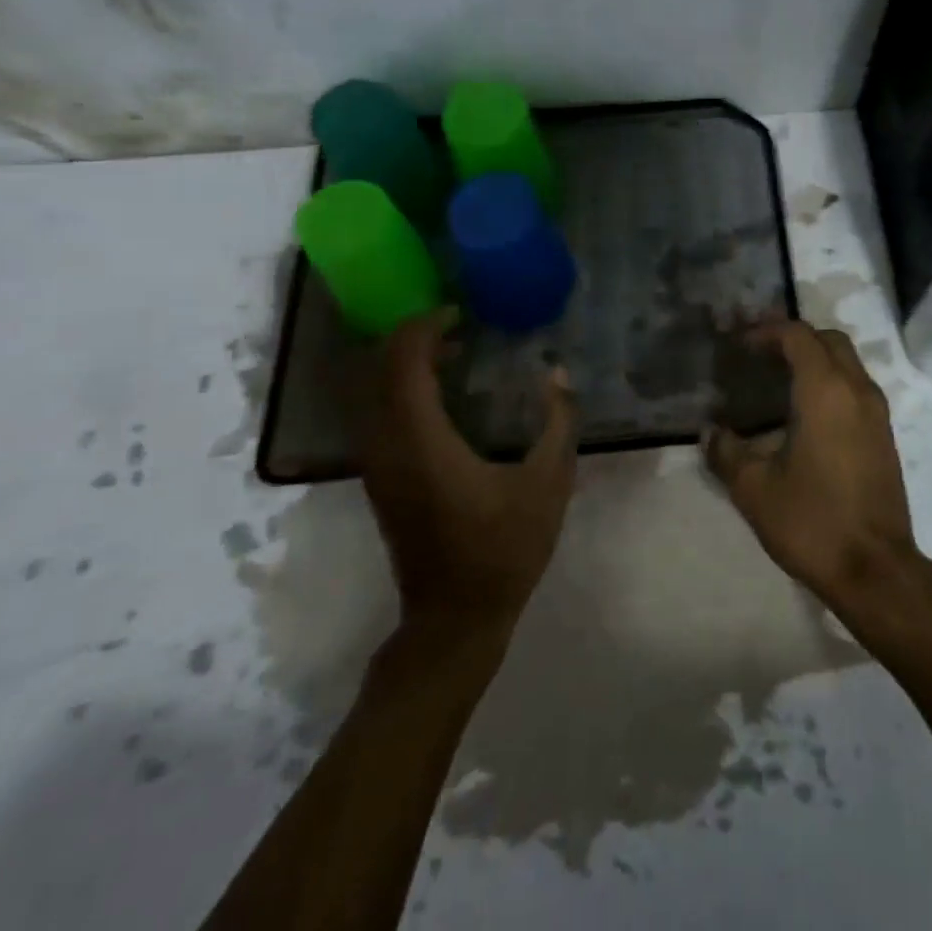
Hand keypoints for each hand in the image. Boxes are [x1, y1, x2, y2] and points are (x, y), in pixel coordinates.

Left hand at [360, 308, 578, 642]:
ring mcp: (378, 466)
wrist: (454, 618)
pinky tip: (441, 394)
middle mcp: (388, 447)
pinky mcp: (381, 480)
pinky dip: (402, 389)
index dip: (425, 328)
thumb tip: (558, 374)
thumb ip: (559, 422)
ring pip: (373, 393)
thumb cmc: (505, 549)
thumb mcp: (549, 483)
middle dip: (414, 338)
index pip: (404, 364)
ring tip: (454, 353)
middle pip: (380, 371)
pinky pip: (379, 414)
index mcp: (424, 443)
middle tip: (459, 327)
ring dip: (406, 363)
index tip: (459, 314)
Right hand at [703, 320, 919, 611]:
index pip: (798, 336)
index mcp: (826, 391)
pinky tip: (804, 413)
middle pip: (828, 340)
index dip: (766, 331)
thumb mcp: (755, 489)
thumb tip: (710, 432)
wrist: (876, 569)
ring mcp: (877, 413)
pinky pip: (856, 387)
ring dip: (815, 359)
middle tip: (758, 354)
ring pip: (847, 363)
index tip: (739, 345)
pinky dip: (831, 382)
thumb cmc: (812, 521)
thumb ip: (727, 452)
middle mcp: (857, 390)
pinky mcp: (884, 435)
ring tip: (777, 380)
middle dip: (793, 338)